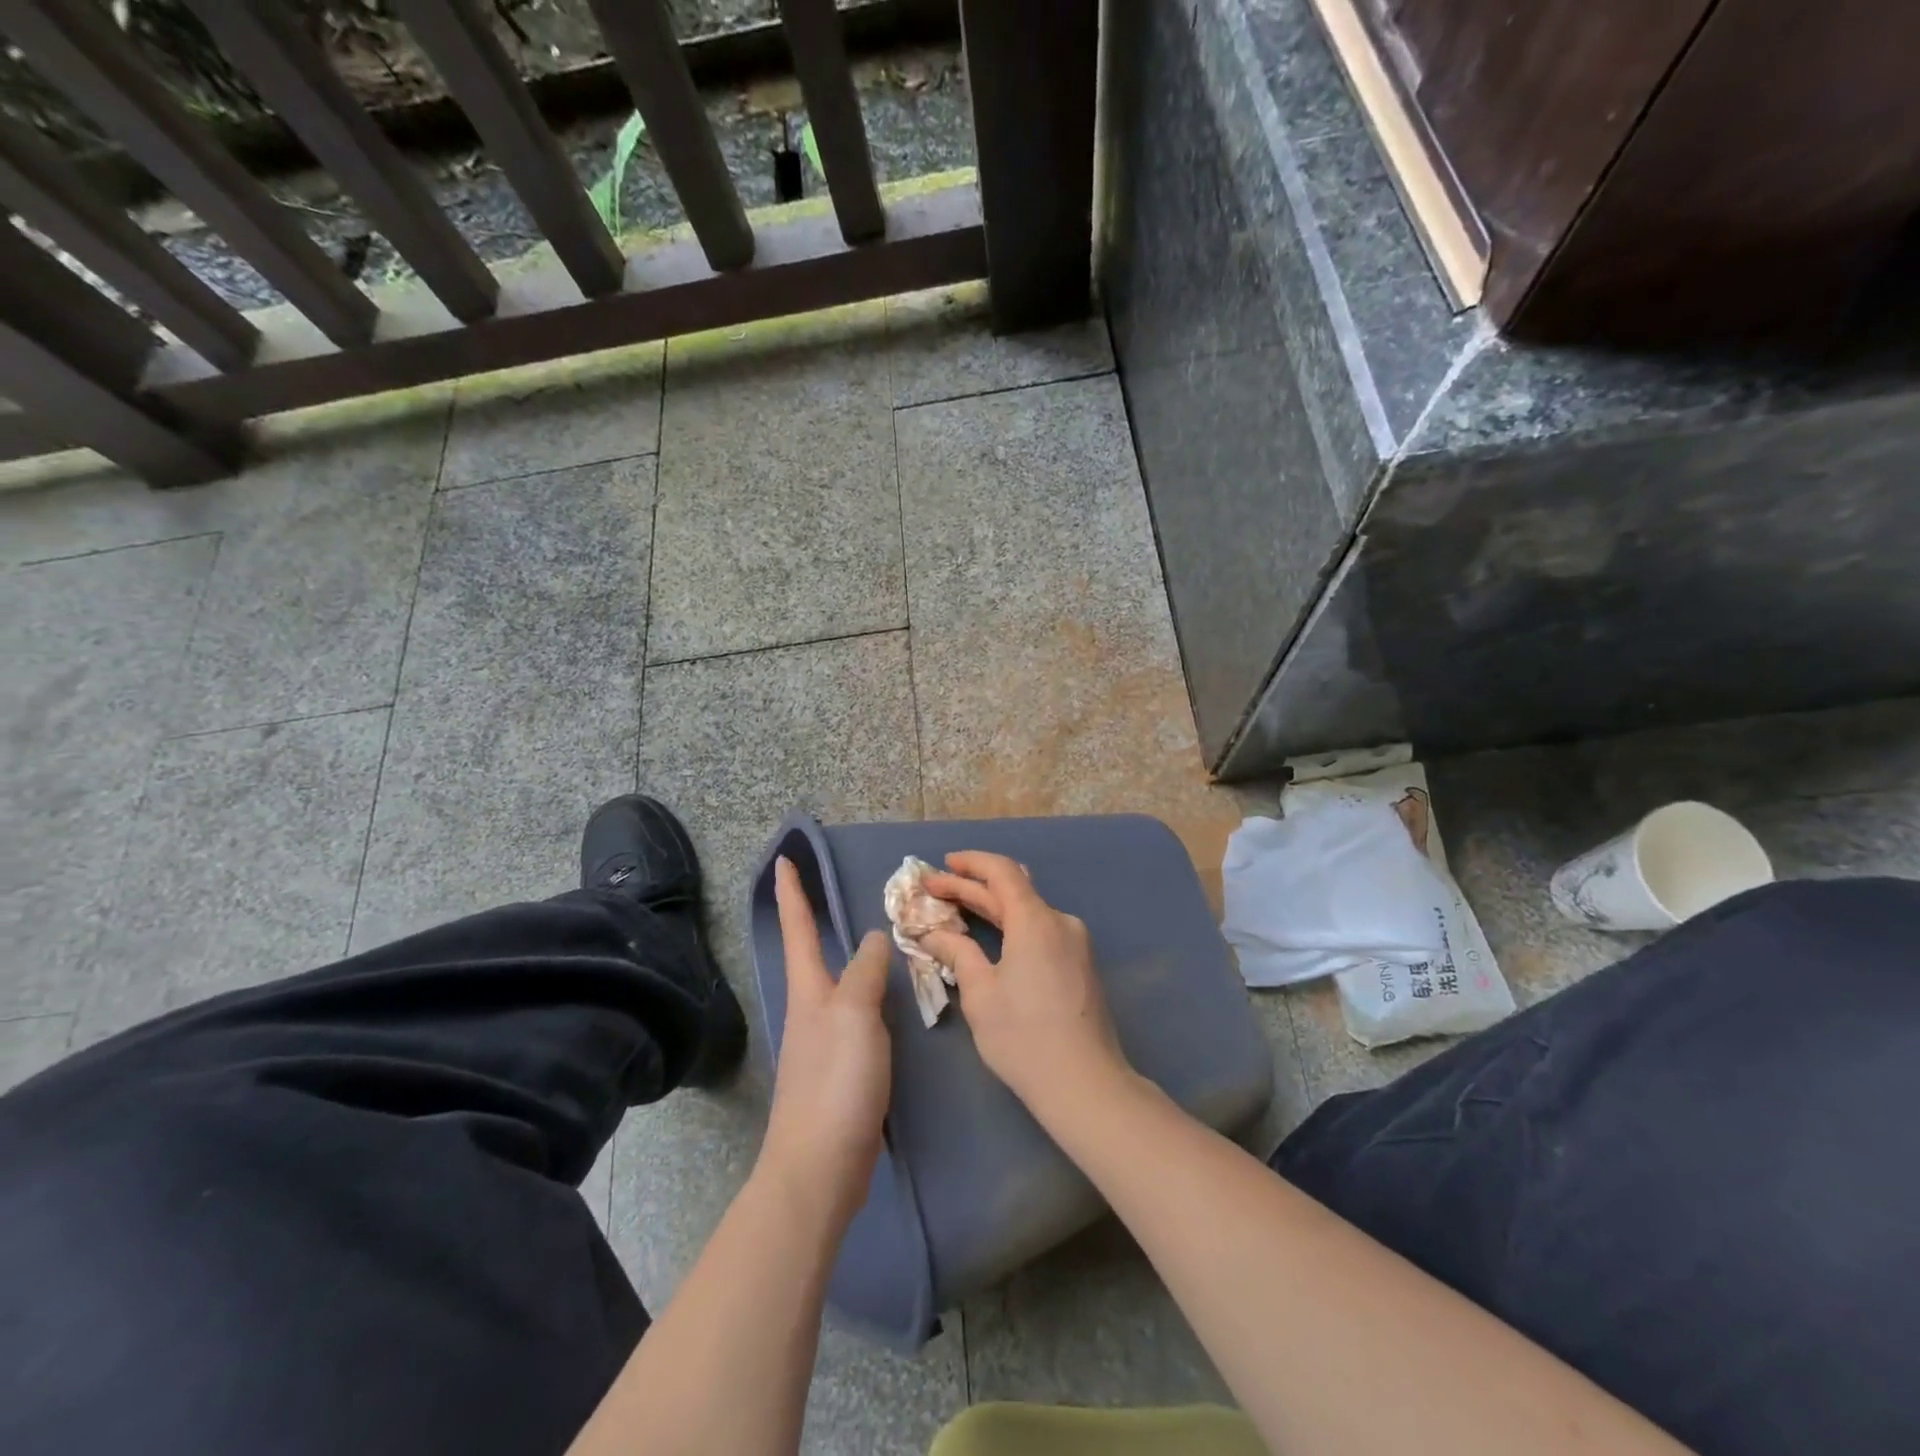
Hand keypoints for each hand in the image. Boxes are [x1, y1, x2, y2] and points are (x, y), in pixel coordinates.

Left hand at [761, 857, 892, 1230]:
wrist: (820, 1167)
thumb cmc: (835, 1082)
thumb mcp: (854, 1015)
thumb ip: (866, 972)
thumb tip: (876, 936)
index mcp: (809, 991)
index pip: (798, 929)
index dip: (792, 893)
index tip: (783, 858)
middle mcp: (812, 1010)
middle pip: (812, 954)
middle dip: (816, 921)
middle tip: (835, 892)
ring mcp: (825, 1041)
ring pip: (840, 985)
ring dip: (851, 958)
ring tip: (878, 939)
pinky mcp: (843, 1070)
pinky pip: (859, 1016)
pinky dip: (872, 996)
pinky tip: (891, 1001)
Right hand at [919, 852, 1131, 1117]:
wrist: (1086, 1084)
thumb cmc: (1024, 1037)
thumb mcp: (980, 994)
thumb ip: (957, 953)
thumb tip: (933, 934)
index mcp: (1036, 920)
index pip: (1002, 871)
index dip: (970, 863)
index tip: (941, 866)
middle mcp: (1060, 922)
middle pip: (1013, 891)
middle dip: (972, 887)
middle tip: (934, 889)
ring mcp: (1075, 943)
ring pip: (1028, 912)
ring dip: (993, 908)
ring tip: (957, 910)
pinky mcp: (1081, 964)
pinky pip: (1041, 931)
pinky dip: (1012, 927)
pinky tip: (992, 938)